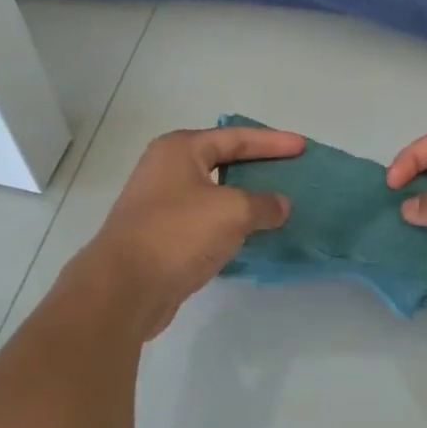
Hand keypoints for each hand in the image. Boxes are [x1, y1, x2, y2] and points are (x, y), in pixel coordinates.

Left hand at [73, 127, 304, 341]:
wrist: (124, 289)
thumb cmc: (179, 233)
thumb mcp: (232, 211)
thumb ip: (263, 204)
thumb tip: (281, 205)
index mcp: (180, 149)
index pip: (236, 137)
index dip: (272, 142)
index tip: (302, 146)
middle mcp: (166, 169)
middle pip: (222, 160)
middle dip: (257, 166)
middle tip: (290, 170)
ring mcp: (160, 204)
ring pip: (214, 193)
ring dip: (244, 198)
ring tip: (277, 203)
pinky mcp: (161, 237)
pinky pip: (205, 221)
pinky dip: (230, 223)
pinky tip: (251, 234)